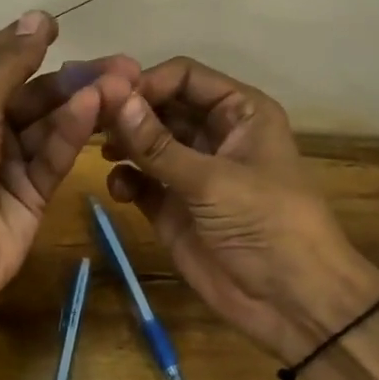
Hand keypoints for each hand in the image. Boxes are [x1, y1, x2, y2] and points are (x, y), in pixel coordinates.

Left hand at [0, 11, 138, 330]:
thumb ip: (8, 65)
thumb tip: (37, 17)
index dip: (22, 41)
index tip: (57, 25)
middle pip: (33, 91)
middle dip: (72, 75)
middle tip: (122, 64)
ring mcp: (10, 161)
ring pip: (52, 122)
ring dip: (84, 101)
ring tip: (124, 83)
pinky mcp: (33, 192)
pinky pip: (56, 154)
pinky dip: (75, 132)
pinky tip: (97, 109)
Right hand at [103, 56, 378, 361]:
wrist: (291, 302)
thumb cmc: (267, 224)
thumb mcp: (213, 181)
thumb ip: (158, 144)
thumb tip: (113, 99)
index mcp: (239, 112)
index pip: (185, 77)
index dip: (148, 82)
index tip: (108, 96)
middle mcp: (214, 134)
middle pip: (161, 107)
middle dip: (128, 112)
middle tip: (87, 120)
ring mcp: (191, 172)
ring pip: (147, 143)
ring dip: (123, 143)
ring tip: (100, 151)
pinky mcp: (172, 208)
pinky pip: (141, 182)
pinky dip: (126, 181)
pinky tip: (120, 189)